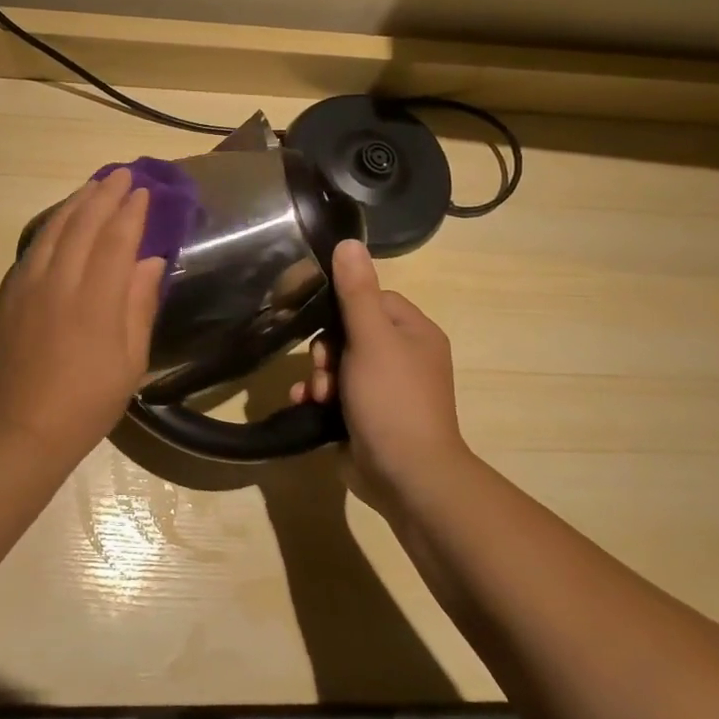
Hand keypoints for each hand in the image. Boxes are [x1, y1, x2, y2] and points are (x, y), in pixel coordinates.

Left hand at [0, 170, 165, 458]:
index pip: (116, 240)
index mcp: (96, 300)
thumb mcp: (130, 361)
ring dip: (76, 203)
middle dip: (104, 195)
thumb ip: (139, 305)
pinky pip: (33, 247)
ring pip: (53, 230)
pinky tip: (60, 220)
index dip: (131, 213)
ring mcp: (29, 286)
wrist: (24, 428)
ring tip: (92, 186)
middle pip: (83, 226)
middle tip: (121, 174)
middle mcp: (60, 282)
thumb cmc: (88, 401)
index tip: (143, 192)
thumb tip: (150, 262)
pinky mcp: (10, 294)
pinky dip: (51, 225)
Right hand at [291, 239, 468, 513]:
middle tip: (322, 370)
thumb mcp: (371, 338)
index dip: (342, 309)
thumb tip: (348, 241)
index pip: (371, 300)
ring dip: (317, 377)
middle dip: (325, 351)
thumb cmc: (392, 399)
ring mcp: (385, 391)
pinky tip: (305, 406)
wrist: (406, 476)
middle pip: (349, 333)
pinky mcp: (366, 417)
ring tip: (315, 395)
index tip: (324, 323)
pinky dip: (318, 399)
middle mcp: (403, 358)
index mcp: (414, 333)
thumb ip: (356, 291)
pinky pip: (335, 395)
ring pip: (337, 366)